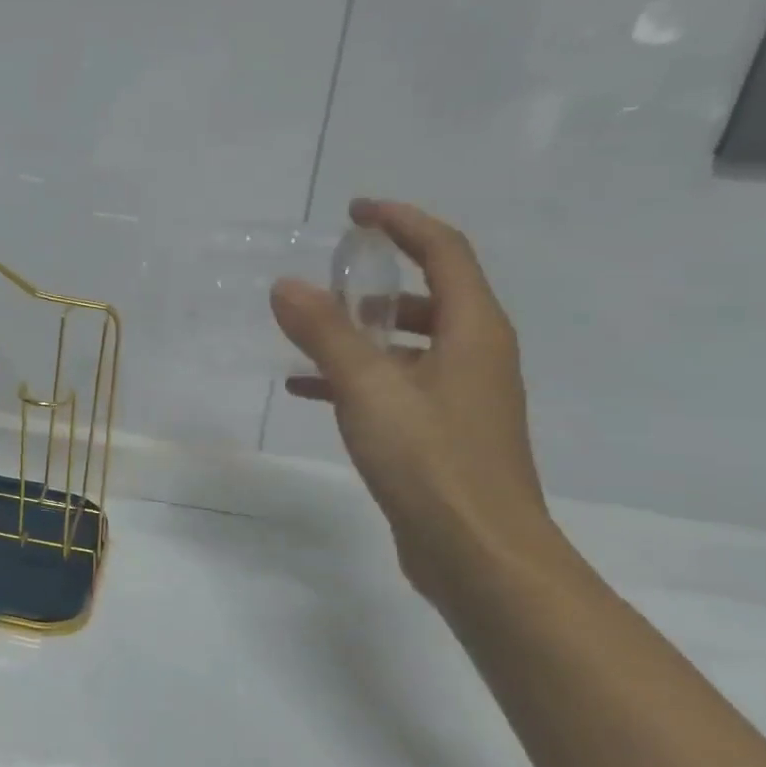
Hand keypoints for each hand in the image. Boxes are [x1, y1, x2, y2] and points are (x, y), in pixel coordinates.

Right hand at [270, 200, 561, 607]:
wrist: (478, 555)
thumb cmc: (431, 461)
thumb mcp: (368, 388)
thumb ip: (325, 333)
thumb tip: (287, 285)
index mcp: (474, 331)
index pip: (444, 251)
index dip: (402, 222)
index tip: (355, 212)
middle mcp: (476, 355)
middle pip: (429, 296)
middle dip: (376, 280)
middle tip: (326, 277)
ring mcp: (462, 398)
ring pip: (408, 345)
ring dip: (360, 333)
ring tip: (304, 335)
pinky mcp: (442, 434)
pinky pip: (396, 385)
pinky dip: (356, 377)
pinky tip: (308, 390)